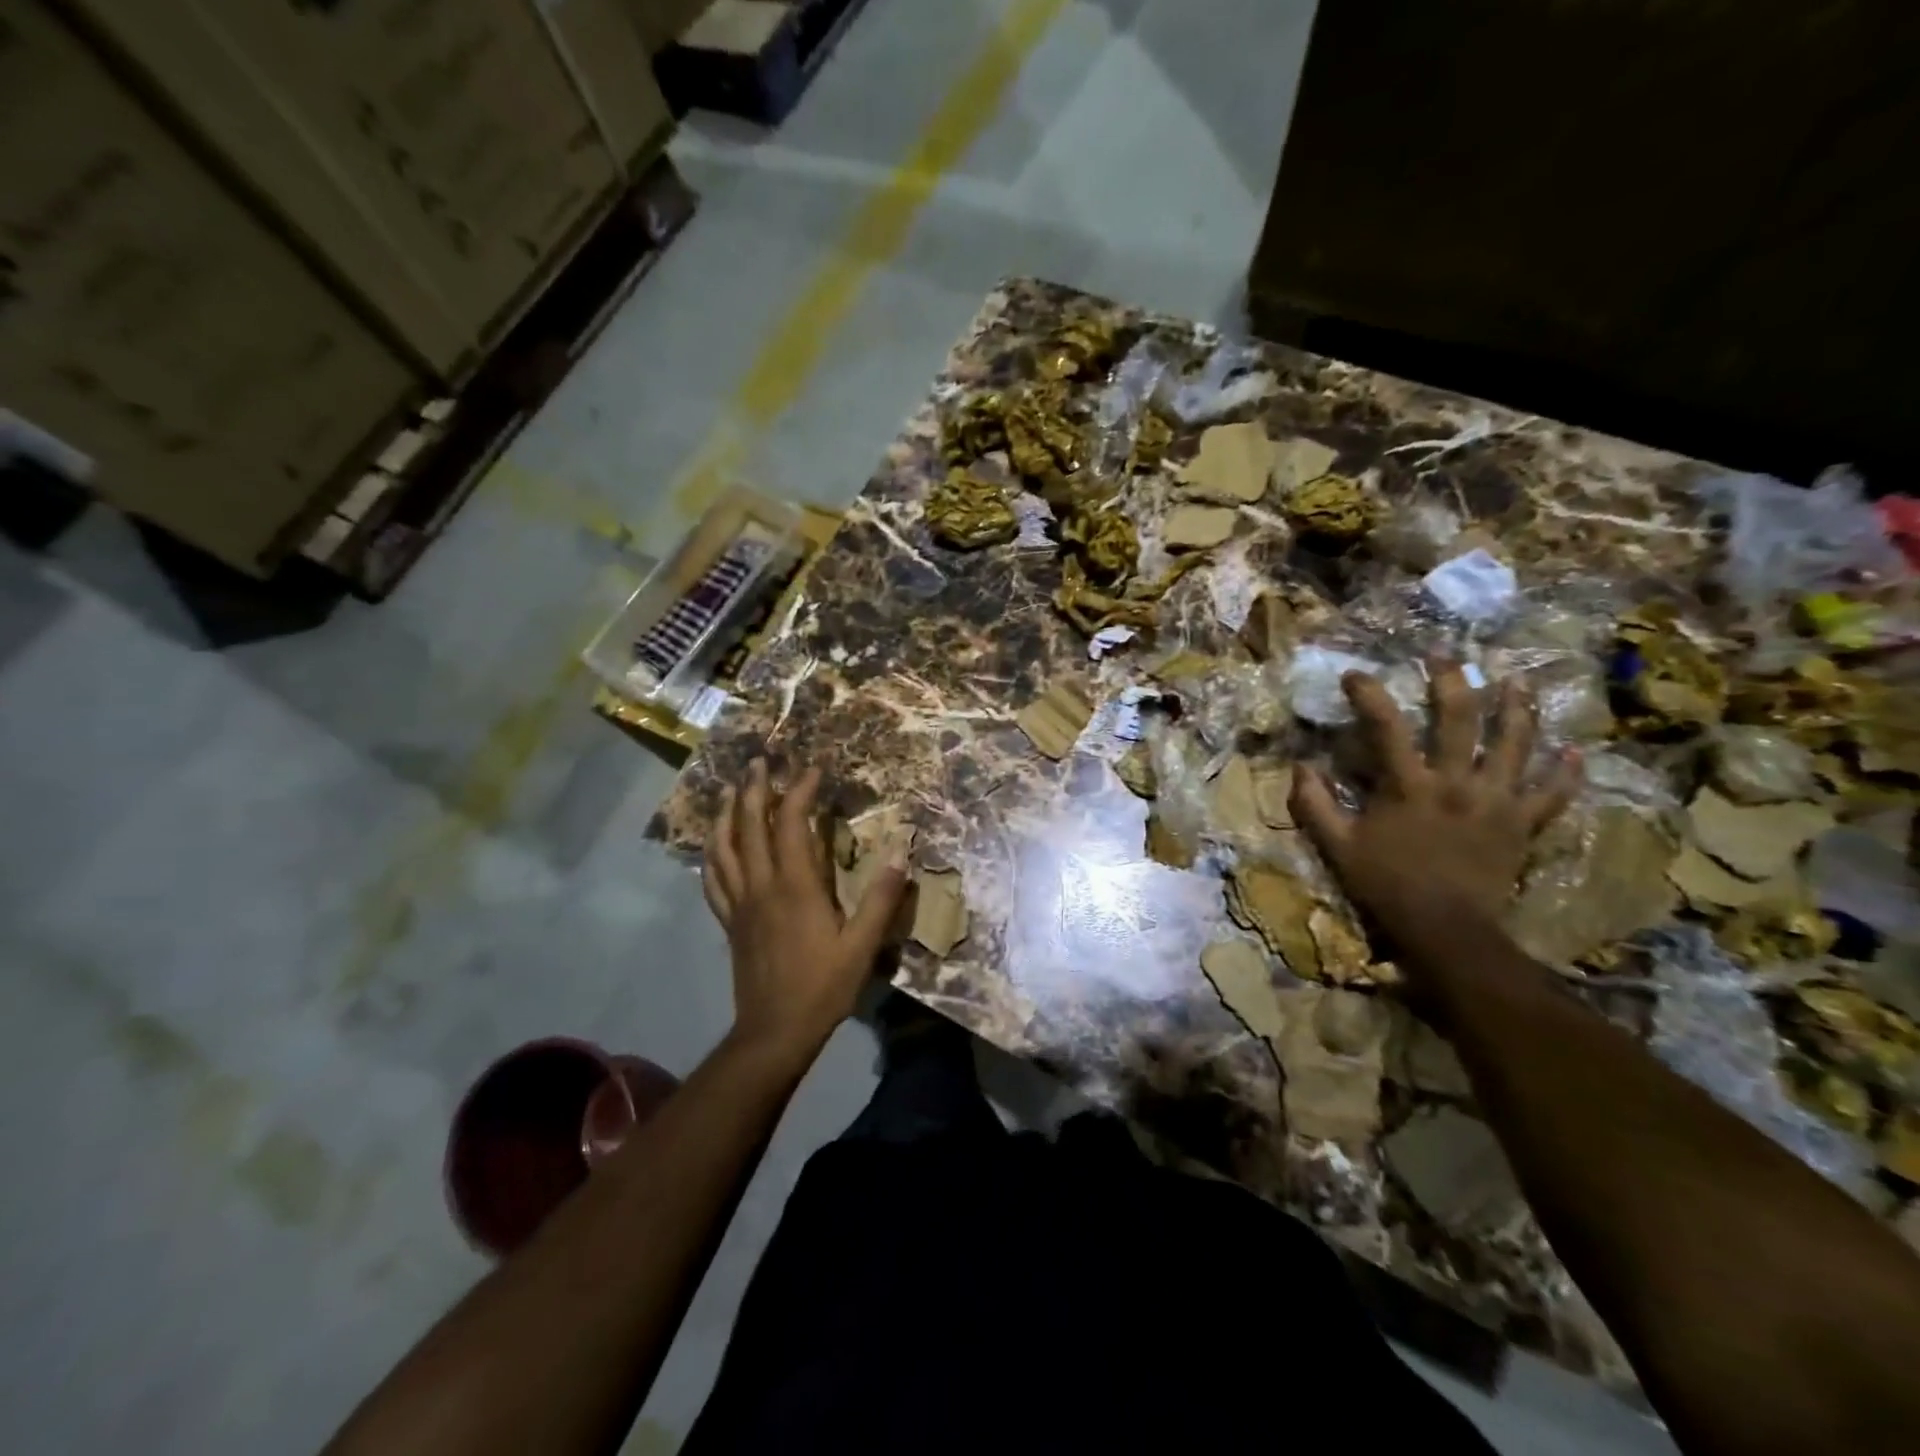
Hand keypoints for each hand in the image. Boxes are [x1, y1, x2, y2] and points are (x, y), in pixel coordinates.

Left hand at [703, 759, 909, 1059]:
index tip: (813, 769)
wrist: (774, 1032)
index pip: (791, 823)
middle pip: (748, 825)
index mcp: (795, 886)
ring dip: (725, 813)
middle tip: (759, 761)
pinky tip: (715, 845)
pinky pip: (713, 879)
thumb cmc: (823, 987)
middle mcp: (761, 885)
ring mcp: (739, 903)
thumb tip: (901, 851)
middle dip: (753, 788)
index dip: (799, 790)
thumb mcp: (862, 945)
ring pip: (722, 847)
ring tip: (730, 791)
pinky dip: (712, 854)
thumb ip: (881, 898)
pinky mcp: (729, 922)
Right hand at [1289, 659, 1580, 938]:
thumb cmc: (1386, 884)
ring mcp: (1497, 801)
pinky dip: (1565, 772)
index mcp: (1409, 786)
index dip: (1369, 694)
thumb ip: (1314, 804)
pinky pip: (1552, 793)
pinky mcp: (1523, 824)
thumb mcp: (1336, 846)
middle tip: (1445, 657)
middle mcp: (1457, 782)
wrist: (1446, 929)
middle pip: (1460, 718)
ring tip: (1517, 682)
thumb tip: (1300, 765)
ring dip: (1517, 709)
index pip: (1386, 725)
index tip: (1355, 675)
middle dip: (1452, 680)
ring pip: (1515, 743)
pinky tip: (1573, 751)